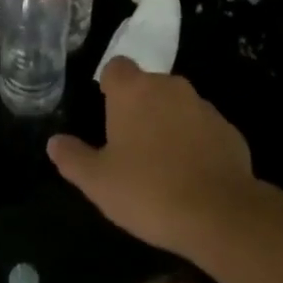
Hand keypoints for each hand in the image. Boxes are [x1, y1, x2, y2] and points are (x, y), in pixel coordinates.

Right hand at [46, 59, 258, 258]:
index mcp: (133, 90)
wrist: (220, 214)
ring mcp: (203, 106)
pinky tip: (192, 176)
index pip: (116, 67)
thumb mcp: (98, 182)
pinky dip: (196, 143)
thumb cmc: (148, 191)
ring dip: (169, 123)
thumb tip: (54, 142)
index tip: (108, 113)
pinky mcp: (229, 129)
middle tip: (131, 145)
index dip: (110, 86)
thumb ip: (73, 158)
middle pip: (148, 86)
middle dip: (140, 107)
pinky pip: (204, 129)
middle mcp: (169, 87)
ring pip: (178, 106)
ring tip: (163, 164)